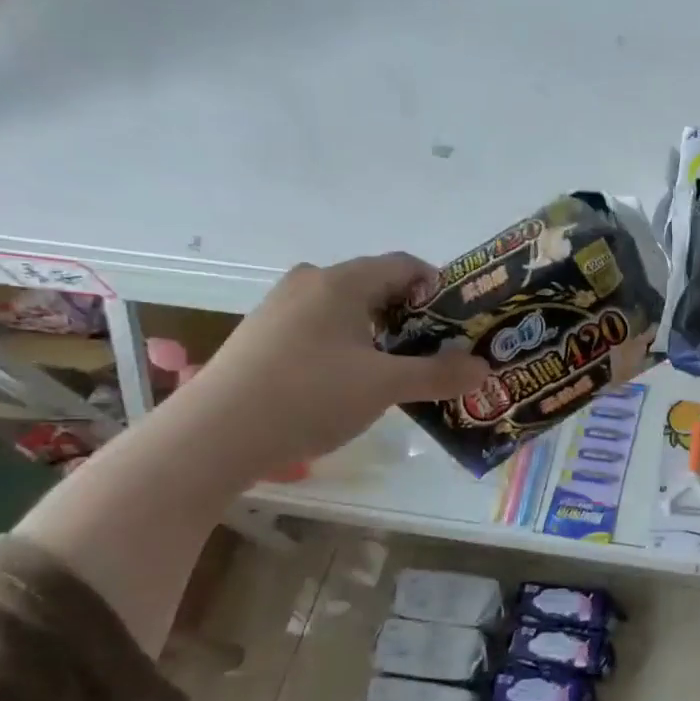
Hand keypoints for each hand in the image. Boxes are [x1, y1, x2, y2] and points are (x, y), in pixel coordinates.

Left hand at [168, 254, 487, 477]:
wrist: (215, 435)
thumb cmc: (309, 396)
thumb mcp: (385, 386)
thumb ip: (438, 374)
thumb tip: (484, 367)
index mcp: (341, 282)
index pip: (405, 265)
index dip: (440, 289)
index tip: (460, 324)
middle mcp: (310, 283)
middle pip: (378, 286)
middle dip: (414, 317)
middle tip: (439, 352)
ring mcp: (282, 308)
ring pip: (349, 310)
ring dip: (382, 335)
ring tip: (402, 372)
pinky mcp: (265, 336)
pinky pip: (323, 328)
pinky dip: (351, 346)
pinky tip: (354, 383)